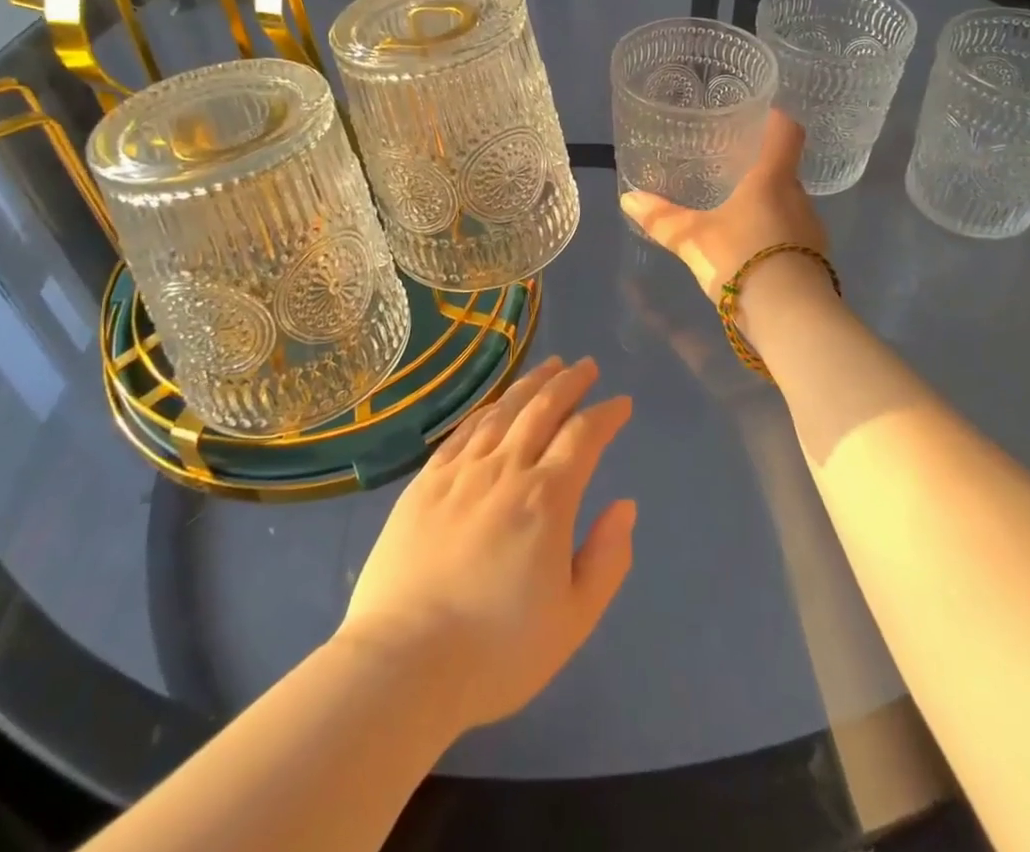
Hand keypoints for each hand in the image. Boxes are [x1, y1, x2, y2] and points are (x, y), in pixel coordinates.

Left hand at [338, 357, 635, 732]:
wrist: (404, 663)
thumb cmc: (498, 651)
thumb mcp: (572, 619)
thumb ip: (606, 559)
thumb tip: (624, 506)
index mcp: (546, 499)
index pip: (583, 437)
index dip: (606, 415)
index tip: (621, 404)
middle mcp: (505, 470)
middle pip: (542, 409)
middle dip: (569, 382)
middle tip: (586, 366)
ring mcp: (461, 472)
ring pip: (503, 411)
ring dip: (530, 384)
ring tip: (549, 366)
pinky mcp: (425, 482)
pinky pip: (463, 431)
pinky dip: (486, 409)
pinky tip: (495, 403)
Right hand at [619, 109, 826, 296]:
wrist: (790, 316)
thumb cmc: (740, 258)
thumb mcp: (693, 239)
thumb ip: (662, 219)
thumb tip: (627, 198)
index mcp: (772, 179)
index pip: (787, 132)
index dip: (775, 119)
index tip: (760, 116)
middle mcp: (799, 198)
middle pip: (785, 171)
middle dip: (761, 170)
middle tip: (732, 170)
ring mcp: (812, 231)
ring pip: (789, 206)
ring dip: (768, 206)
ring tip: (739, 212)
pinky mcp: (815, 260)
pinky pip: (794, 235)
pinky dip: (775, 235)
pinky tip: (752, 250)